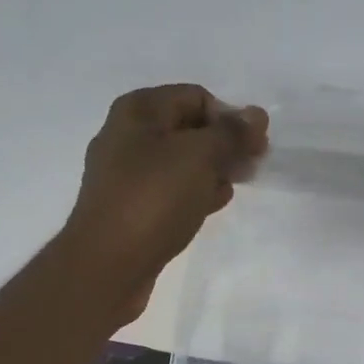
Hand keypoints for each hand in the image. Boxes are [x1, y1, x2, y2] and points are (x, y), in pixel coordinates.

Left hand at [63, 84, 268, 324]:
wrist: (107, 265)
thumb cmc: (153, 199)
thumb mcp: (199, 156)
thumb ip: (231, 134)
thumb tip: (256, 115)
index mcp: (138, 110)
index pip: (196, 97)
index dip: (230, 117)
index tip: (256, 147)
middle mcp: (127, 136)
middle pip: (188, 129)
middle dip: (223, 145)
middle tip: (252, 168)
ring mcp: (125, 176)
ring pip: (180, 163)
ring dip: (211, 171)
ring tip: (233, 188)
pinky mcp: (130, 209)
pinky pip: (169, 192)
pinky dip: (193, 194)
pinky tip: (210, 207)